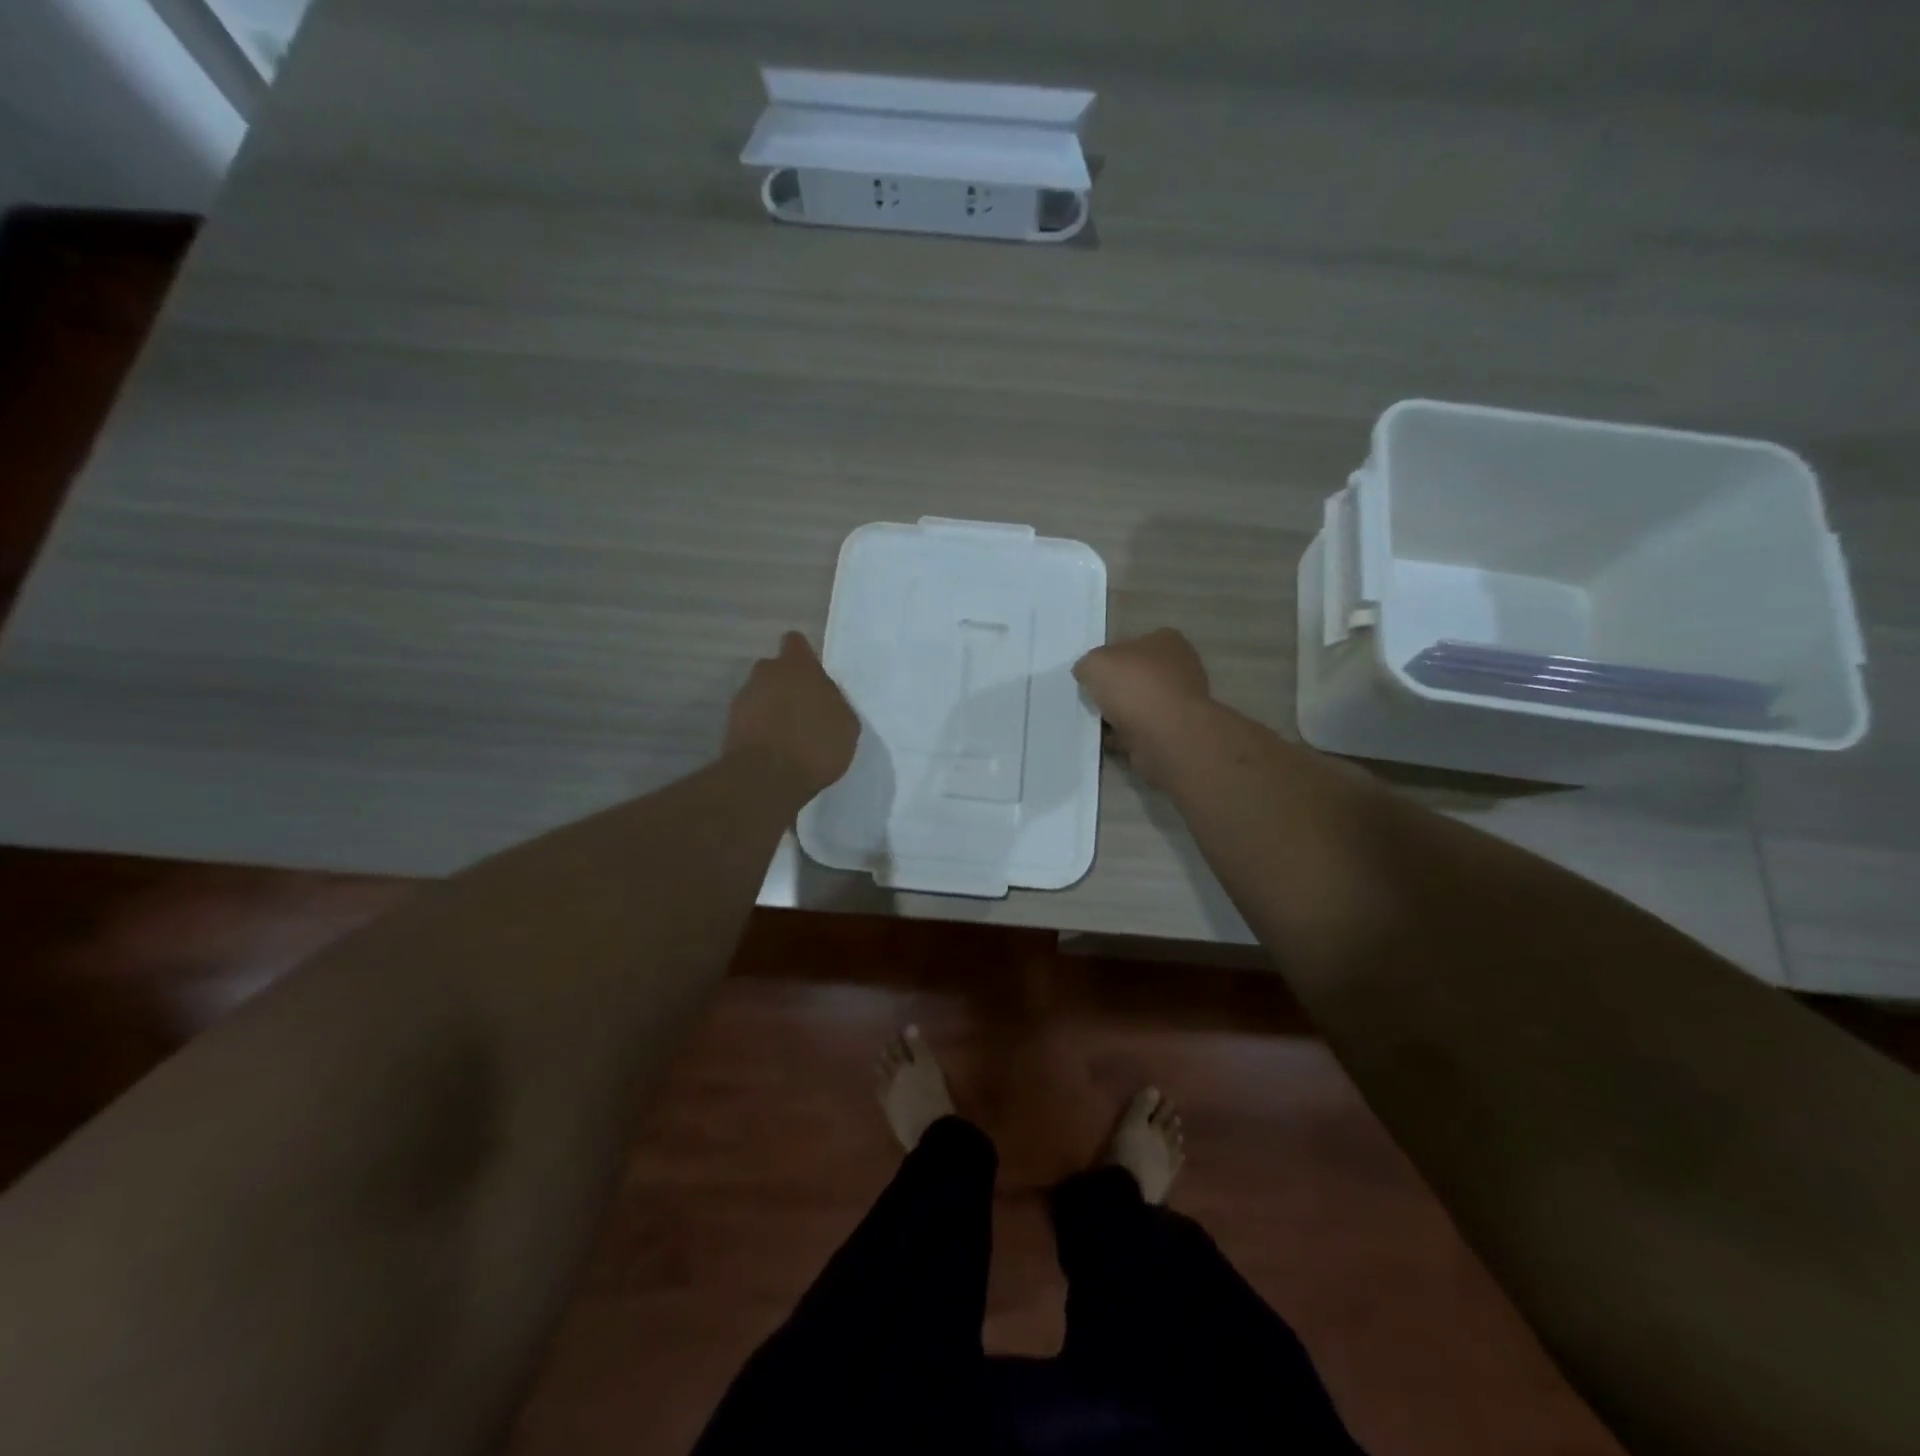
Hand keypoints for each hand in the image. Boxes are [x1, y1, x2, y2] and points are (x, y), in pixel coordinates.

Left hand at [725, 632, 859, 794]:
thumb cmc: (815, 745)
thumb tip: (825, 698)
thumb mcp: (846, 725)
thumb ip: (834, 702)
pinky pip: (751, 717)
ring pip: (762, 694)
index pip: (796, 643)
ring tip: (789, 735)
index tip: (813, 677)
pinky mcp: (730, 723)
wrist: (766, 778)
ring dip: (772, 707)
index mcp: (798, 666)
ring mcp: (744, 697)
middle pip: (776, 670)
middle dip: (787, 685)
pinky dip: (760, 728)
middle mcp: (766, 673)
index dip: (804, 657)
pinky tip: (775, 749)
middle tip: (804, 710)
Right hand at [1073, 629, 1212, 786]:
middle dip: (1114, 689)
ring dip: (1118, 715)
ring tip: (1097, 722)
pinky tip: (1108, 740)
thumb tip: (1087, 674)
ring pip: (1138, 705)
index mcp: (1167, 641)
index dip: (1109, 659)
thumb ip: (1087, 664)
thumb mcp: (1094, 663)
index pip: (1132, 644)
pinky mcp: (1175, 732)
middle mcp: (1179, 668)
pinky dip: (1124, 736)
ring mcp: (1179, 702)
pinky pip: (1140, 731)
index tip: (1092, 675)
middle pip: (1136, 676)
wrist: (1166, 737)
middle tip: (1091, 699)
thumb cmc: (1134, 687)